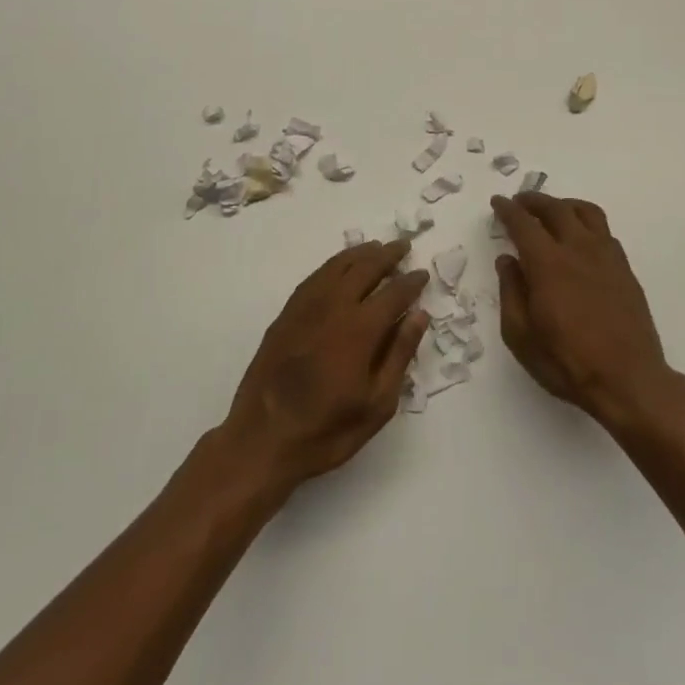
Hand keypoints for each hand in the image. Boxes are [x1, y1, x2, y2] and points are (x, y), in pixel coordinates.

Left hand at [222, 240, 429, 492]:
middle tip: (403, 246)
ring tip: (375, 247)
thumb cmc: (327, 429)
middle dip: (387, 256)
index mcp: (360, 329)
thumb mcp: (377, 404)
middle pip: (364, 269)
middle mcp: (333, 308)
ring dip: (359, 254)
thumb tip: (418, 315)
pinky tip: (338, 268)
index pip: (393, 293)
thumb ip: (399, 354)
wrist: (262, 439)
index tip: (422, 274)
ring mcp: (305, 308)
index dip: (410, 282)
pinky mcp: (285, 315)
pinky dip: (332, 266)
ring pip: (336, 267)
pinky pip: (313, 278)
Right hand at [492, 193, 674, 427]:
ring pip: (586, 212)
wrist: (629, 380)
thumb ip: (511, 292)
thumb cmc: (566, 362)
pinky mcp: (625, 269)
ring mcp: (607, 257)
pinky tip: (580, 238)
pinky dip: (586, 223)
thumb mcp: (520, 335)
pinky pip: (604, 231)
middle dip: (534, 201)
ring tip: (552, 211)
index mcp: (548, 264)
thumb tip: (507, 260)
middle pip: (556, 209)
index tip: (498, 202)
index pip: (524, 224)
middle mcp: (579, 250)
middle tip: (520, 202)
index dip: (508, 210)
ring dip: (564, 205)